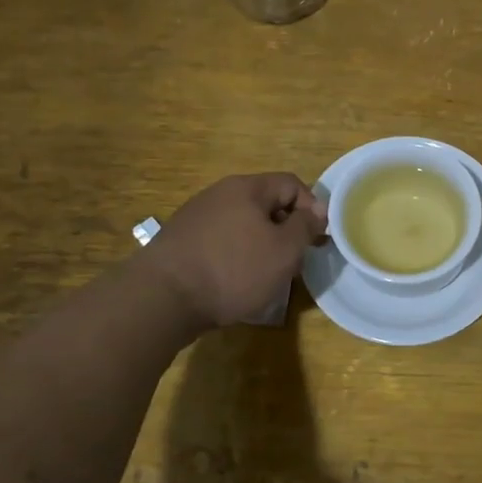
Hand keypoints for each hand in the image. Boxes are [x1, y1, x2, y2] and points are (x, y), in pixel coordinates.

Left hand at [139, 173, 326, 332]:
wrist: (163, 298)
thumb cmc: (233, 270)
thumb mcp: (284, 250)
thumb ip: (305, 226)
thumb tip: (317, 210)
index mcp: (246, 188)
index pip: (291, 184)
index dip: (312, 207)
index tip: (318, 238)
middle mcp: (219, 194)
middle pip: (265, 203)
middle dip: (286, 229)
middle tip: (295, 259)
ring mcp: (196, 216)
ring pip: (243, 223)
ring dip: (261, 244)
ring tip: (267, 274)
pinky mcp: (181, 241)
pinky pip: (221, 240)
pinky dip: (236, 255)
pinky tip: (235, 281)